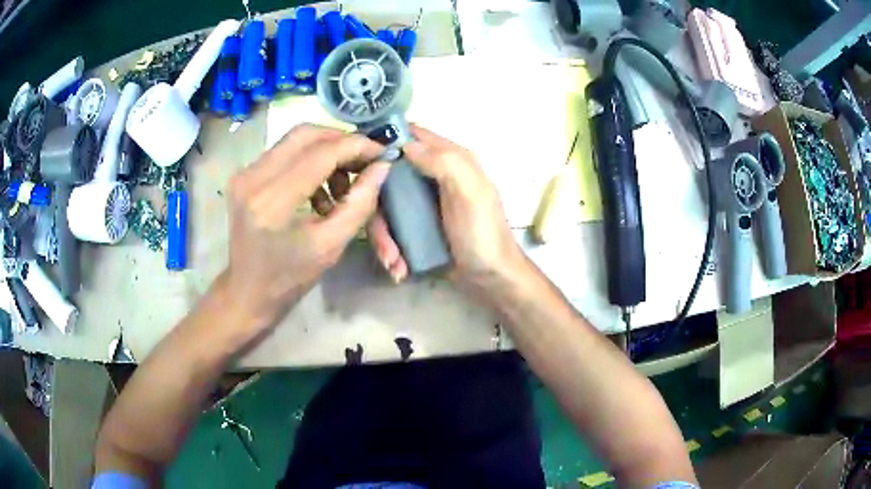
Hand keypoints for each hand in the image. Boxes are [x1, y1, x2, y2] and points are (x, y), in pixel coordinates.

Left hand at [222, 124, 387, 329]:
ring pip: (294, 139)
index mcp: (273, 202)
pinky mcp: (243, 175)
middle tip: (363, 161)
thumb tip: (382, 167)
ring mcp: (244, 174)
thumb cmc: (289, 278)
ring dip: (325, 151)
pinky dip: (308, 161)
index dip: (356, 147)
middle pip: (305, 134)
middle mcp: (253, 179)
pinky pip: (283, 152)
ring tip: (341, 184)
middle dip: (341, 141)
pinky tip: (318, 190)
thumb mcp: (331, 246)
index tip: (382, 153)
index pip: (321, 153)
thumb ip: (359, 203)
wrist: (247, 291)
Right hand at [368, 125, 522, 291]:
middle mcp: (434, 176)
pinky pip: (393, 227)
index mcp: (451, 159)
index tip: (362, 162)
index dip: (387, 142)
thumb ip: (443, 163)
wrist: (490, 279)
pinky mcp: (417, 226)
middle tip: (383, 238)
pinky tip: (399, 267)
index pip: (414, 135)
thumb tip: (406, 145)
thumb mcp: (469, 193)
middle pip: (389, 176)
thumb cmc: (483, 234)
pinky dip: (392, 248)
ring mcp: (424, 202)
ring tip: (394, 262)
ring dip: (385, 237)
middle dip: (378, 208)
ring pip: (387, 206)